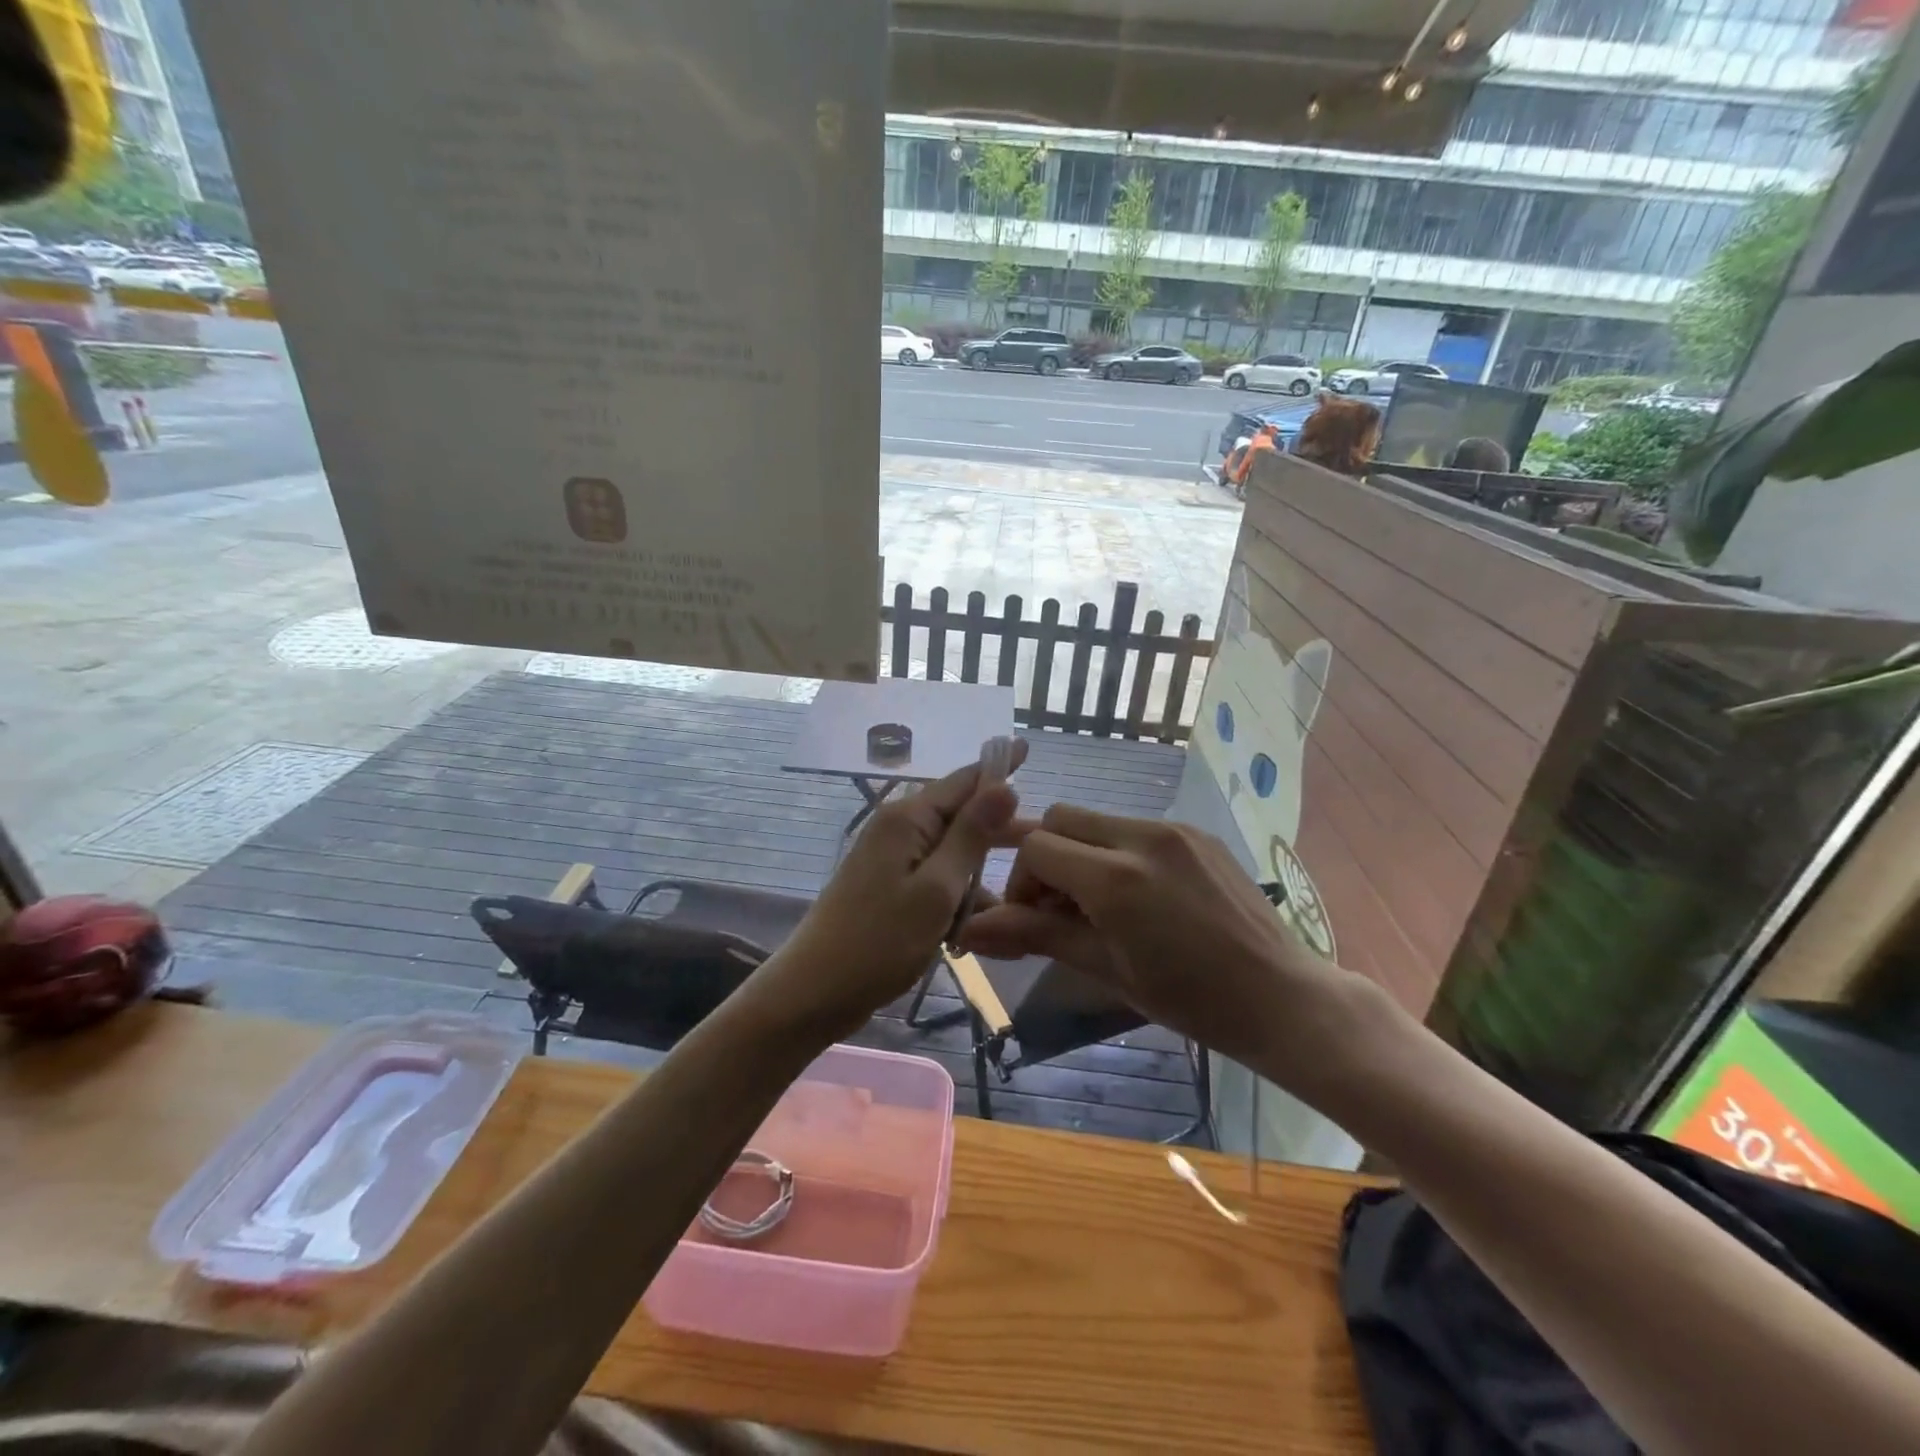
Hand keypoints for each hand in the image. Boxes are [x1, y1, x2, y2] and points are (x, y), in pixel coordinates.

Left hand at [755, 740, 1028, 1038]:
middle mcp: (899, 828)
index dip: (998, 767)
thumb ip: (971, 836)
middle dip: (1000, 825)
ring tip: (1023, 890)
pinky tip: (983, 922)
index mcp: (909, 819)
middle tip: (1045, 836)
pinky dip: (959, 893)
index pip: (964, 779)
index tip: (1027, 745)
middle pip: (960, 814)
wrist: (813, 993)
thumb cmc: (879, 942)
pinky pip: (936, 877)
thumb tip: (1004, 785)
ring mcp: (892, 858)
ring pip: (951, 850)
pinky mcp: (890, 886)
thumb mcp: (937, 889)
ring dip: (980, 870)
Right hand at [958, 804, 1353, 1068]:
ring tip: (1098, 904)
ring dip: (1079, 852)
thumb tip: (967, 930)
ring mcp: (1174, 828)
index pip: (1037, 846)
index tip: (1033, 918)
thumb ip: (1037, 935)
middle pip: (1061, 818)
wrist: (1281, 997)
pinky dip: (1114, 850)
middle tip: (1058, 907)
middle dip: (1045, 857)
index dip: (1020, 881)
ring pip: (1096, 819)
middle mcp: (1143, 836)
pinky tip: (1136, 895)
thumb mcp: (1106, 970)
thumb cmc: (1190, 1000)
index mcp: (1117, 877)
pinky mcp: (1196, 831)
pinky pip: (1133, 826)